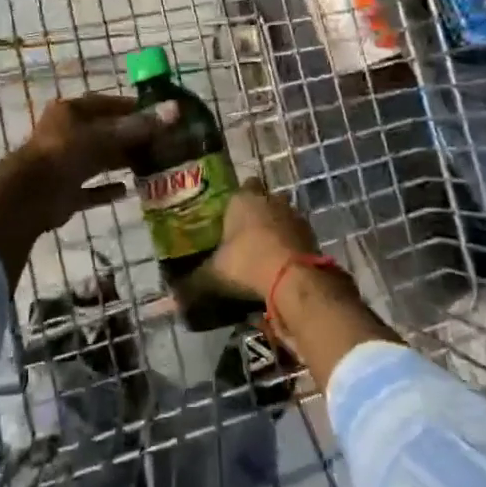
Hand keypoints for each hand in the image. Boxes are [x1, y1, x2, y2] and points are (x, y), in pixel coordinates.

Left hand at [0, 93, 172, 281]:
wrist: (29, 196)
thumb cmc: (65, 153)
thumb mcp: (105, 136)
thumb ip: (139, 127)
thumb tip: (175, 110)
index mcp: (71, 112)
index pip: (107, 104)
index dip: (133, 108)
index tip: (159, 115)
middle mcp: (67, 134)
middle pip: (105, 133)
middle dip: (131, 138)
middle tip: (162, 144)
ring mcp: (65, 164)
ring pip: (99, 160)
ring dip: (122, 162)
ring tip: (153, 165)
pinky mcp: (65, 191)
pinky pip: (91, 189)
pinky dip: (108, 189)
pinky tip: (129, 191)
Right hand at [212, 179, 400, 384]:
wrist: (295, 280)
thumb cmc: (247, 264)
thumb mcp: (213, 275)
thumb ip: (194, 283)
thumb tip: (173, 298)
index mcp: (242, 199)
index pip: (240, 188)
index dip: (236, 201)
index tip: (229, 218)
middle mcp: (271, 200)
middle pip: (264, 200)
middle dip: (257, 214)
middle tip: (244, 236)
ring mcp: (295, 216)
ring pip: (283, 217)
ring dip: (276, 231)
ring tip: (263, 255)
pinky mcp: (313, 236)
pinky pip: (297, 238)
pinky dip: (291, 248)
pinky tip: (281, 267)